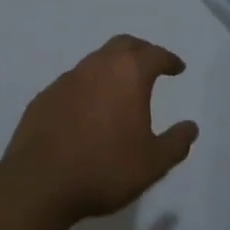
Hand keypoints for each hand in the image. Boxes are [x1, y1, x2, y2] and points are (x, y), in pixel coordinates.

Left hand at [0, 34, 198, 229]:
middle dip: (141, 51)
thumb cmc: (104, 169)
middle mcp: (97, 67)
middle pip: (123, 45)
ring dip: (112, 68)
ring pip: (96, 61)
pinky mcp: (44, 98)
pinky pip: (73, 82)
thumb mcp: (153, 163)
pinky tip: (88, 110)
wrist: (38, 185)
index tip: (177, 68)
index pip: (155, 55)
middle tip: (151, 65)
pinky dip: (88, 87)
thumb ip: (176, 143)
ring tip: (120, 89)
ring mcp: (67, 80)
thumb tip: (191, 127)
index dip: (169, 60)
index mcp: (128, 74)